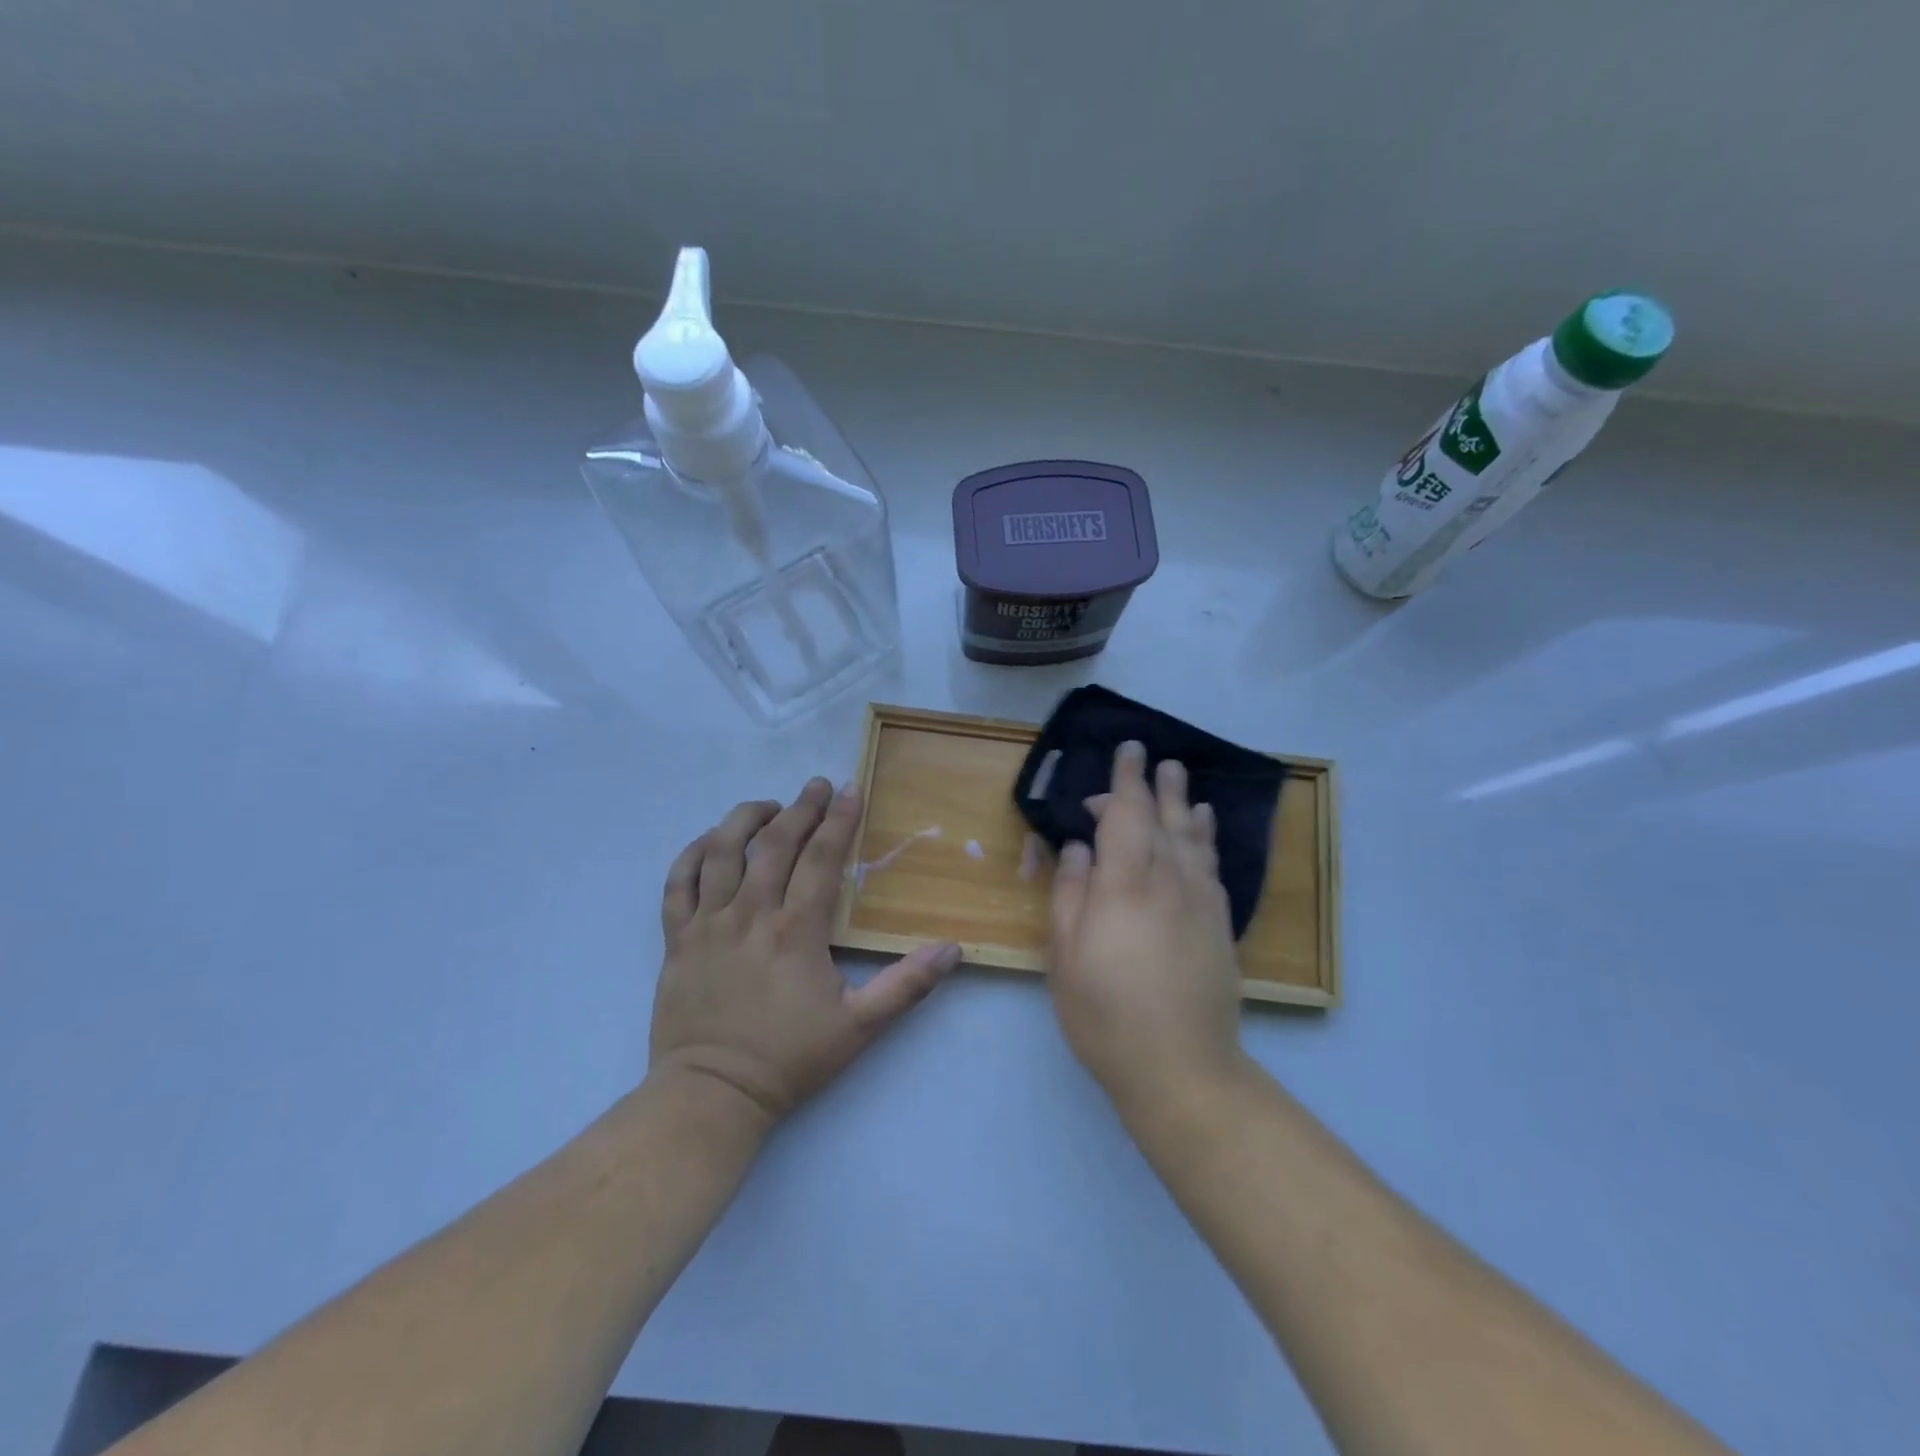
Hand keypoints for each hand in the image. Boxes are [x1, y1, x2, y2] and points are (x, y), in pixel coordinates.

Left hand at [650, 778, 960, 1128]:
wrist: (712, 1095)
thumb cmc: (788, 1059)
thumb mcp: (859, 1027)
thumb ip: (906, 985)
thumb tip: (953, 949)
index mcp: (796, 930)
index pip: (822, 858)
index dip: (839, 819)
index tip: (850, 789)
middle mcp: (750, 914)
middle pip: (774, 843)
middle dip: (800, 807)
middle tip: (816, 785)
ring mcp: (708, 924)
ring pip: (721, 852)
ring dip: (745, 819)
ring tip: (768, 806)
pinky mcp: (677, 939)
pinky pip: (677, 884)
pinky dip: (691, 855)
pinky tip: (709, 843)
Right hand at [1047, 742, 1244, 1113]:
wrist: (1180, 1065)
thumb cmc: (1105, 1012)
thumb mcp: (1065, 955)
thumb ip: (1071, 893)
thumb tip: (1079, 848)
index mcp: (1124, 883)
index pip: (1125, 814)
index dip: (1125, 780)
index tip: (1128, 752)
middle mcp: (1167, 880)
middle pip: (1162, 818)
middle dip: (1155, 785)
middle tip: (1154, 757)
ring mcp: (1200, 901)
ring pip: (1192, 837)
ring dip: (1183, 802)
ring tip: (1180, 778)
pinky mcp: (1219, 924)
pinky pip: (1212, 865)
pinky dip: (1206, 838)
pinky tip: (1203, 828)